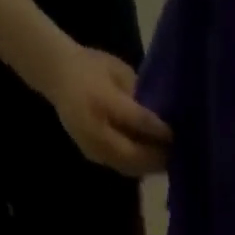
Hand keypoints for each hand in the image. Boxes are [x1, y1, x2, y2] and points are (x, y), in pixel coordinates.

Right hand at [44, 44, 171, 176]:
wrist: (57, 75)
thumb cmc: (91, 67)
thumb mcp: (116, 70)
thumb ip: (138, 94)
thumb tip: (164, 116)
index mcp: (99, 99)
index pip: (135, 120)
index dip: (158, 130)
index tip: (176, 134)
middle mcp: (94, 129)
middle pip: (132, 153)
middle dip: (157, 157)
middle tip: (178, 155)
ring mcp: (92, 147)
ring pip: (128, 166)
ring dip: (150, 167)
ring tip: (169, 162)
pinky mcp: (94, 157)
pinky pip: (122, 167)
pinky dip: (140, 167)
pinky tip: (153, 163)